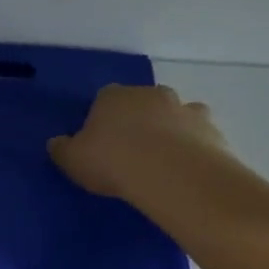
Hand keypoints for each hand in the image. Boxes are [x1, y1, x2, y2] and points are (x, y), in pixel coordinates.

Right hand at [48, 83, 226, 201]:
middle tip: (132, 152)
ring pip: (175, 115)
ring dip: (170, 131)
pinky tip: (186, 170)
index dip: (103, 120)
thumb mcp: (73, 160)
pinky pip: (199, 136)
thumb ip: (62, 149)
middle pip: (142, 103)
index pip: (104, 99)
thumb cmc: (113, 161)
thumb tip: (56, 143)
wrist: (171, 173)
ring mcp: (184, 109)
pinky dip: (194, 147)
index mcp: (112, 96)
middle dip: (139, 121)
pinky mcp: (211, 130)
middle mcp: (150, 94)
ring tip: (163, 162)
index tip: (101, 143)